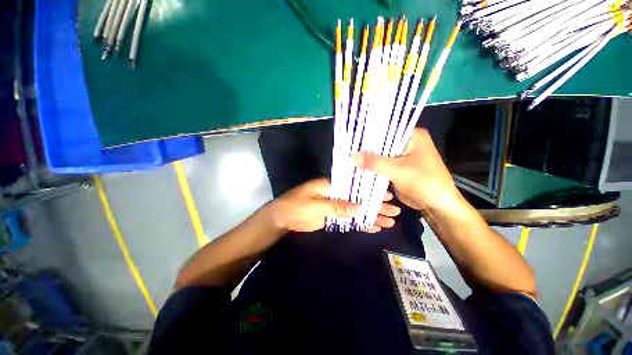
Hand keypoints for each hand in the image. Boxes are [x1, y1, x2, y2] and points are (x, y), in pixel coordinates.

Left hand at [268, 178, 400, 232]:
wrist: (283, 218)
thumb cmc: (296, 205)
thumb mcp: (314, 205)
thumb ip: (336, 206)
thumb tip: (359, 208)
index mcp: (332, 186)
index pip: (355, 187)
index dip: (370, 191)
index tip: (386, 195)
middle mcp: (337, 195)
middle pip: (359, 200)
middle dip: (376, 205)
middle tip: (394, 210)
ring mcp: (336, 208)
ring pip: (357, 211)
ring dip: (371, 216)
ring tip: (389, 221)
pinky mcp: (333, 218)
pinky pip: (349, 221)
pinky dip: (361, 224)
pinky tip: (374, 227)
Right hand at [353, 128, 462, 212]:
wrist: (437, 205)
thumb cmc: (424, 182)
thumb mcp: (398, 170)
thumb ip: (375, 162)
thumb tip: (353, 156)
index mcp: (412, 136)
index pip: (386, 130)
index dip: (369, 134)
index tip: (352, 140)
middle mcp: (407, 143)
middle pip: (382, 143)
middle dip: (367, 149)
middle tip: (348, 151)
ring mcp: (402, 156)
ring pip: (381, 155)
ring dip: (369, 159)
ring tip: (350, 160)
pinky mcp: (399, 168)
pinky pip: (383, 165)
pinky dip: (374, 168)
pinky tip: (359, 169)